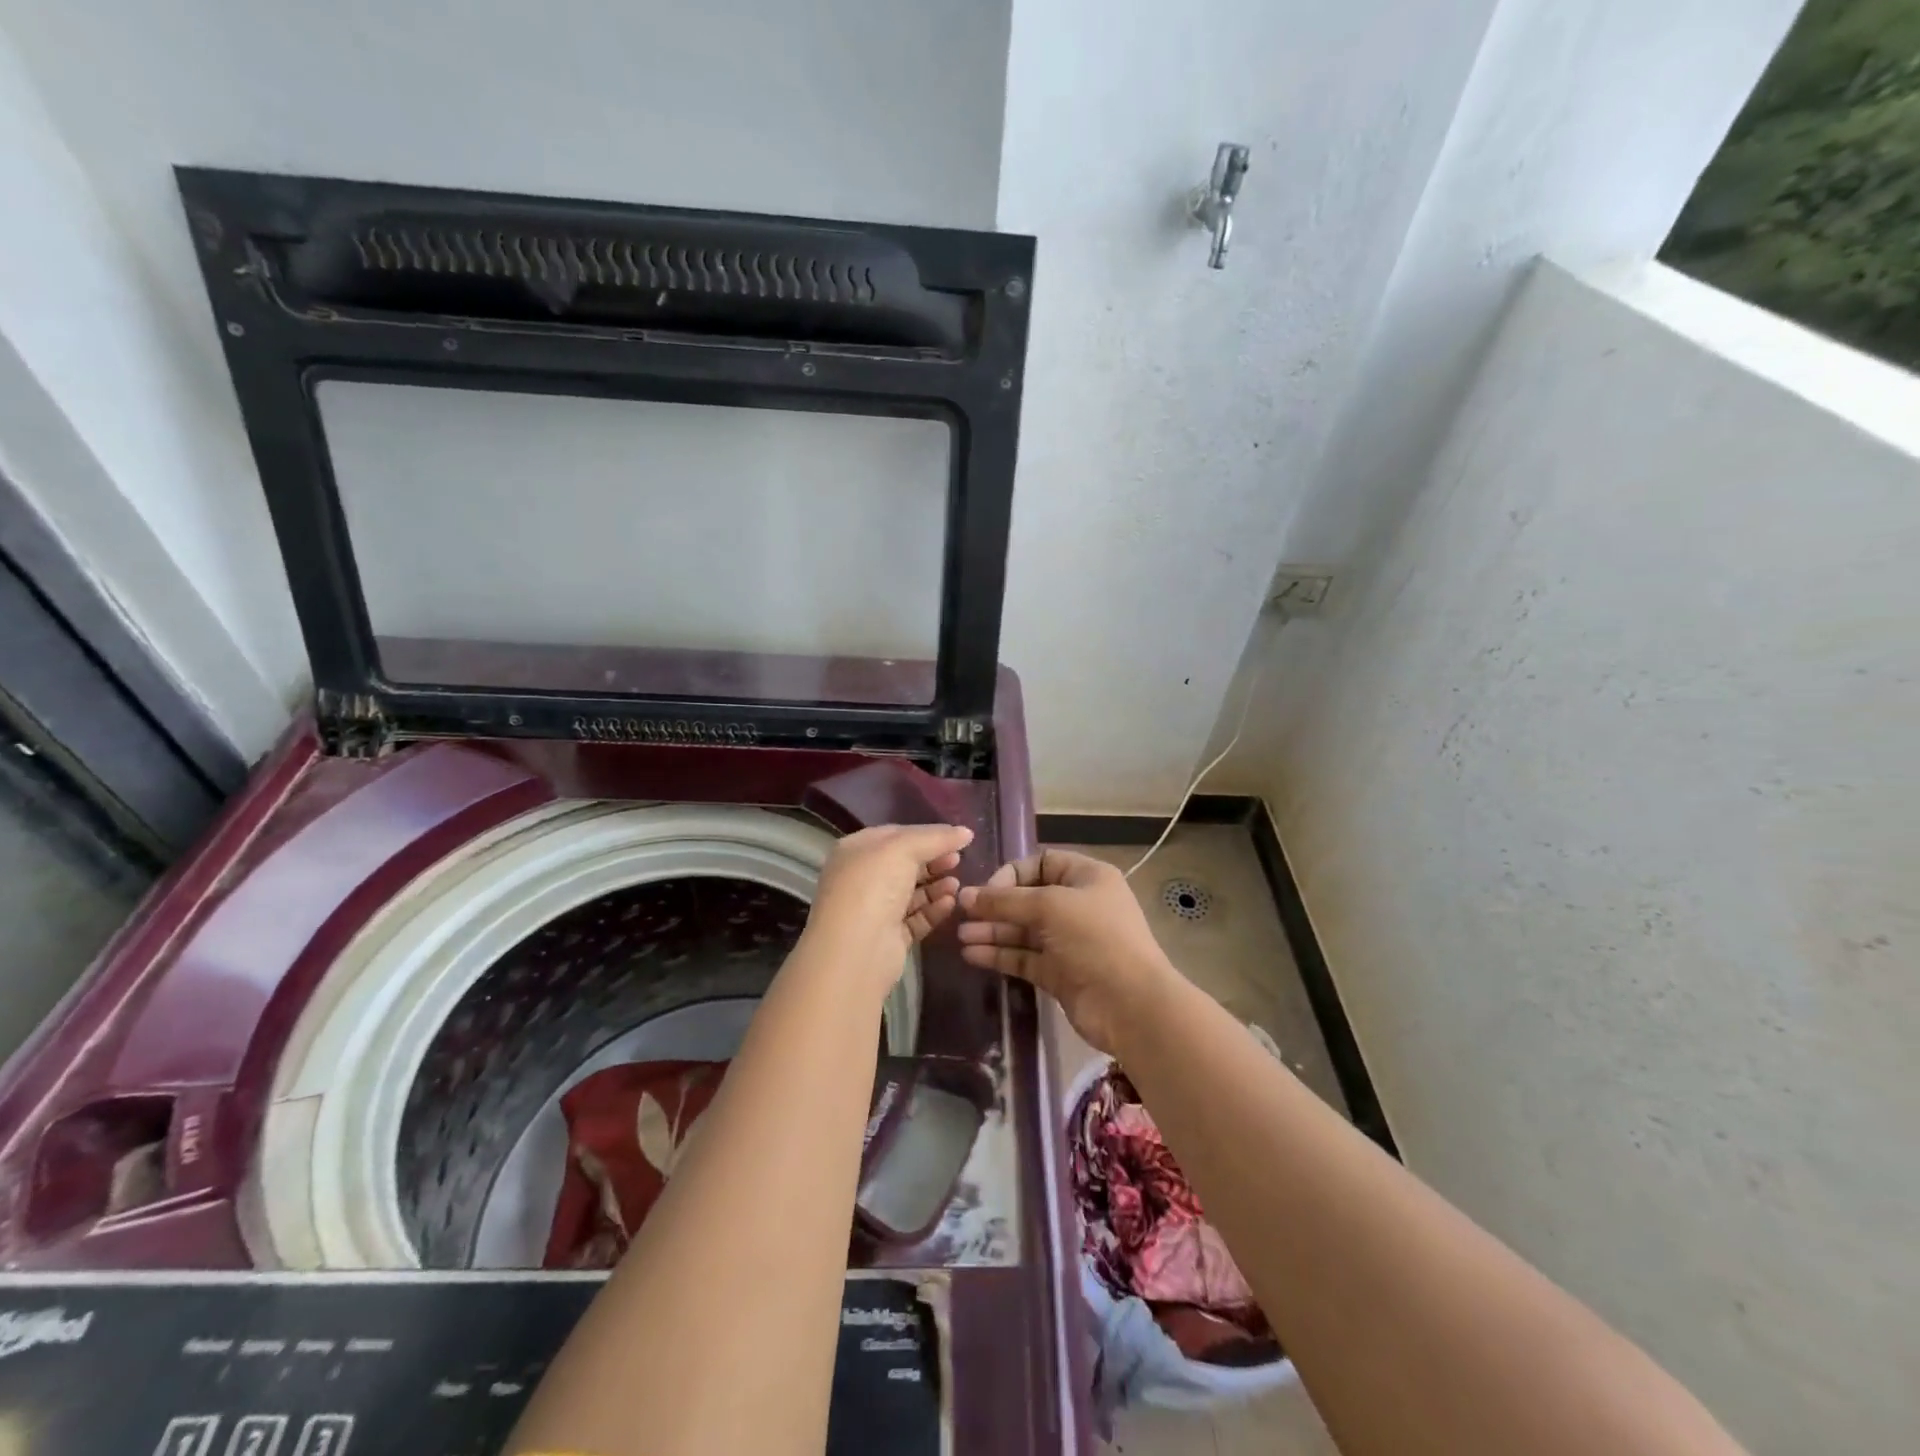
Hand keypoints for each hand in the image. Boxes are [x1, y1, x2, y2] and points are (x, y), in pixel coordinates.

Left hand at [804, 824, 973, 997]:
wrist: (857, 949)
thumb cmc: (873, 886)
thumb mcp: (903, 848)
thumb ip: (936, 837)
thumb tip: (966, 832)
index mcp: (856, 851)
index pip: (895, 835)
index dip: (926, 835)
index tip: (956, 838)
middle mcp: (863, 878)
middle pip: (905, 864)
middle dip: (933, 860)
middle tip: (959, 860)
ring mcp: (875, 909)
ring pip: (912, 892)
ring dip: (936, 885)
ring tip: (956, 884)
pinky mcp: (889, 937)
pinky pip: (916, 918)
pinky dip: (934, 909)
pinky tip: (950, 903)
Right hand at [957, 849, 1177, 1053]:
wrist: (1131, 1006)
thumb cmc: (1095, 940)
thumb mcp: (1049, 907)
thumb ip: (1005, 901)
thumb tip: (965, 895)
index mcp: (1086, 878)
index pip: (1041, 863)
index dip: (1011, 874)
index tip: (986, 891)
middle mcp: (1077, 906)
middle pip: (1028, 898)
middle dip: (995, 906)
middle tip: (961, 915)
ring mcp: (1068, 942)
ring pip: (1023, 930)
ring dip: (992, 931)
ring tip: (960, 937)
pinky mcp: (1059, 973)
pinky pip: (1024, 957)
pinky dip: (999, 954)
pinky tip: (972, 955)